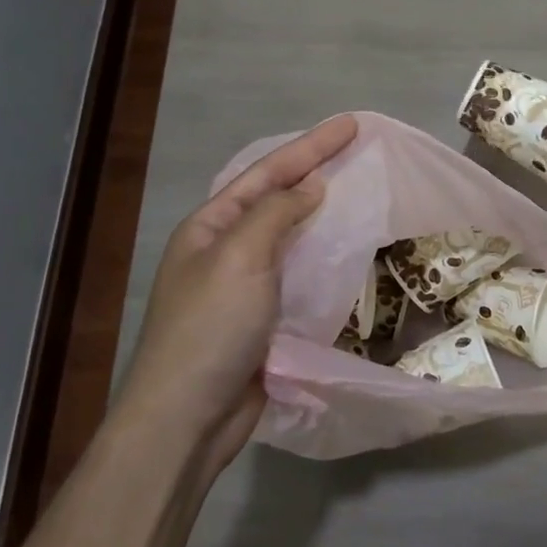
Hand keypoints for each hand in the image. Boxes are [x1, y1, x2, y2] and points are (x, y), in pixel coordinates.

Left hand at [118, 113, 357, 465]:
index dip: (310, 146)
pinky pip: (298, 274)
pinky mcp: (263, 318)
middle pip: (278, 199)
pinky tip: (347, 252)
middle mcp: (225, 249)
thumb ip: (277, 214)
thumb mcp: (240, 258)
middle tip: (359, 154)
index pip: (267, 173)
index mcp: (210, 226)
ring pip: (290, 237)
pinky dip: (323, 258)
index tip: (351, 126)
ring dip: (322, 214)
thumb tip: (311, 187)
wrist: (187, 419)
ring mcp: (243, 285)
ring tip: (360, 193)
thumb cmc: (209, 328)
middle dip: (316, 172)